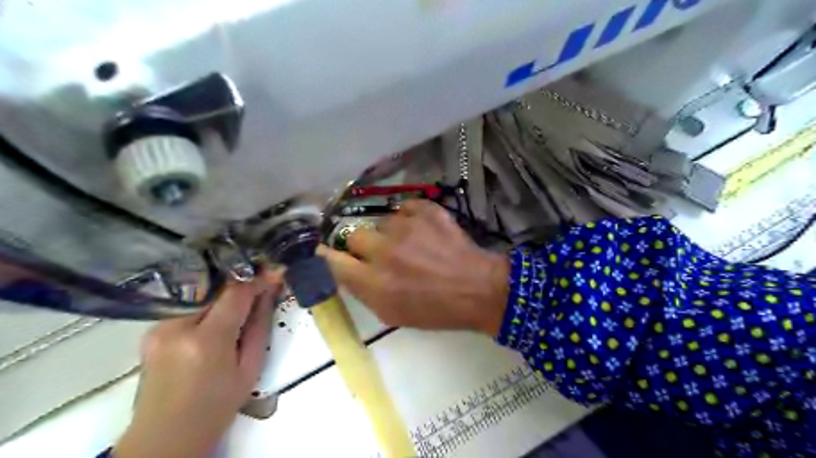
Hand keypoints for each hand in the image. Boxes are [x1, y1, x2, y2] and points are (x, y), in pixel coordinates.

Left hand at [113, 278, 280, 457]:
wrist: (166, 436)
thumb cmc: (216, 406)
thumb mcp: (250, 368)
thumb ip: (259, 326)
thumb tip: (268, 293)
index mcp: (206, 341)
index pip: (235, 293)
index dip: (257, 279)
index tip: (274, 273)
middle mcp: (175, 328)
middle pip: (214, 288)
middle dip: (240, 285)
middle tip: (261, 285)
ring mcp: (157, 328)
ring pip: (200, 295)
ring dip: (223, 295)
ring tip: (241, 303)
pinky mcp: (150, 331)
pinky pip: (187, 306)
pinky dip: (207, 306)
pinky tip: (218, 317)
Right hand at [320, 201, 507, 335]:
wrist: (478, 289)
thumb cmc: (436, 309)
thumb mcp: (393, 314)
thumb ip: (364, 291)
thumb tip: (345, 269)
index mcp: (375, 283)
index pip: (333, 261)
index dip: (329, 256)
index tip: (332, 254)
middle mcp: (385, 251)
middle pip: (353, 234)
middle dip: (363, 244)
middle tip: (381, 253)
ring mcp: (407, 227)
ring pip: (382, 220)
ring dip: (391, 232)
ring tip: (412, 244)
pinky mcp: (427, 211)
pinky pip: (406, 207)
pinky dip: (412, 217)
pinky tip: (424, 231)